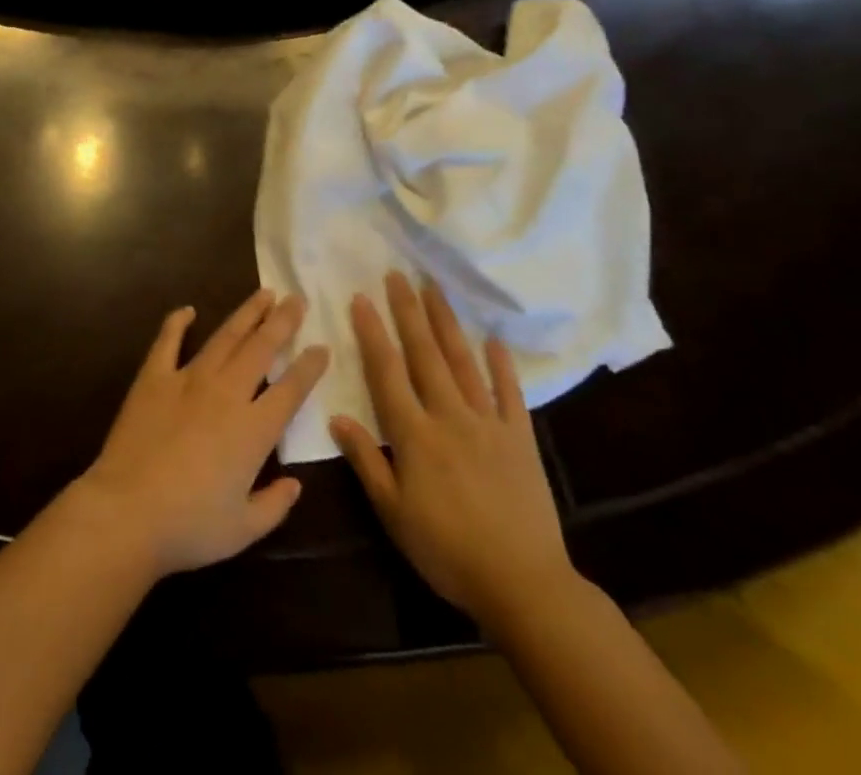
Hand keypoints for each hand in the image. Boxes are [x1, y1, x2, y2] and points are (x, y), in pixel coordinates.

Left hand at [72, 288, 328, 577]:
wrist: (127, 512)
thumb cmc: (190, 527)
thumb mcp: (244, 529)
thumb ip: (275, 505)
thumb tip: (295, 484)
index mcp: (253, 430)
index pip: (291, 389)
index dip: (309, 367)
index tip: (322, 347)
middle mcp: (226, 393)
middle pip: (261, 348)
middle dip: (282, 322)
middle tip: (297, 299)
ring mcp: (188, 379)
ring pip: (224, 337)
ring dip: (246, 313)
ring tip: (263, 294)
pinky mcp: (153, 378)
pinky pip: (168, 341)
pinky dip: (177, 322)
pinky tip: (188, 310)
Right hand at [331, 272, 576, 631]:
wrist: (523, 584)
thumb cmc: (447, 552)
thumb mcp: (393, 513)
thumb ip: (366, 460)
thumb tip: (336, 415)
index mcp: (415, 434)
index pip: (387, 372)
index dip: (373, 333)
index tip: (361, 297)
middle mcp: (449, 416)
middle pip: (425, 355)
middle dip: (409, 312)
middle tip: (397, 275)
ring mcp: (488, 423)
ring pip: (463, 362)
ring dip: (447, 323)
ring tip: (434, 289)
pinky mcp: (520, 438)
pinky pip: (510, 393)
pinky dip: (502, 365)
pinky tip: (494, 339)